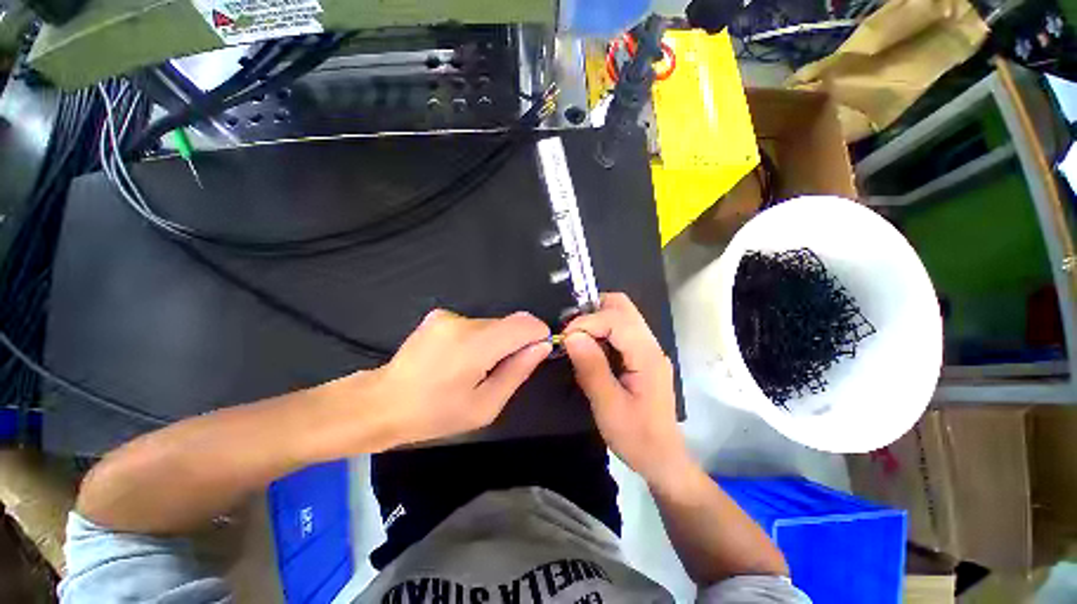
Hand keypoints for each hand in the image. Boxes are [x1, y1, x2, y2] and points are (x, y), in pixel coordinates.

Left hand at [366, 309, 551, 447]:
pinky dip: (477, 339)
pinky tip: (458, 359)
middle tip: (498, 372)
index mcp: (476, 345)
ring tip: (473, 369)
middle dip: (514, 343)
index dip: (537, 334)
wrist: (382, 402)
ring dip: (494, 343)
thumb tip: (542, 346)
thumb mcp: (485, 406)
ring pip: (491, 324)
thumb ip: (517, 371)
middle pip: (508, 323)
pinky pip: (473, 324)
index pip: (524, 323)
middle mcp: (463, 321)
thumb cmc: (435, 413)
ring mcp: (448, 315)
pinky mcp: (439, 315)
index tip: (535, 352)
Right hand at [564, 293, 690, 487]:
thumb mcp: (608, 406)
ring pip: (622, 315)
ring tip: (576, 338)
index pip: (616, 319)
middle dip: (593, 310)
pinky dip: (601, 330)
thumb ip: (591, 367)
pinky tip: (589, 348)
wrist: (663, 459)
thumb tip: (572, 336)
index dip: (587, 321)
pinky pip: (620, 330)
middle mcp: (651, 345)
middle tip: (571, 330)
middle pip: (623, 306)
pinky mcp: (642, 356)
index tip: (565, 338)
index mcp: (646, 355)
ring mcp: (648, 349)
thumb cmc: (636, 437)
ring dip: (596, 319)